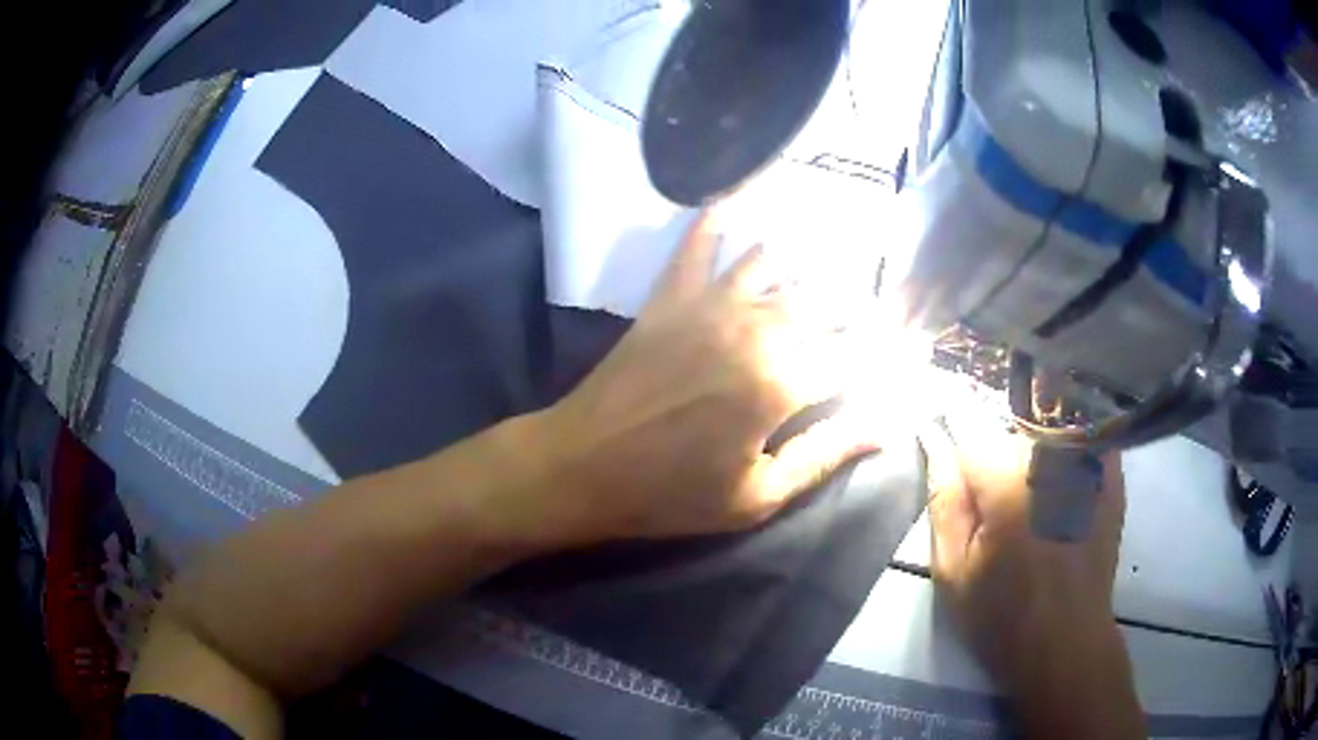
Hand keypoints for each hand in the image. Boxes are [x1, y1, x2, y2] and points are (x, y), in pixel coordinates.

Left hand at [536, 206, 881, 544]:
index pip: (858, 357)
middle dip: (857, 304)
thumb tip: (888, 429)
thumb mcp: (758, 496)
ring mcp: (709, 303)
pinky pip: (697, 244)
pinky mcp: (670, 297)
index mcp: (783, 383)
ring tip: (834, 248)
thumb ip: (826, 454)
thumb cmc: (670, 494)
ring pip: (775, 262)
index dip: (887, 353)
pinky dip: (717, 218)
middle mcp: (756, 327)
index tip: (907, 346)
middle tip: (875, 305)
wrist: (582, 466)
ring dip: (807, 256)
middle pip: (825, 301)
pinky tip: (734, 196)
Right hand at [920, 410, 1143, 737]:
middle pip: (1010, 420)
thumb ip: (944, 498)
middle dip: (991, 439)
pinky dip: (1064, 440)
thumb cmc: (1001, 616)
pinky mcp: (1110, 474)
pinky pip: (1081, 433)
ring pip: (1046, 423)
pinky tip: (1055, 473)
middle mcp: (1053, 457)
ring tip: (1022, 489)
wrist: (1066, 642)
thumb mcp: (953, 570)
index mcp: (1008, 482)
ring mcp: (1089, 462)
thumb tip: (933, 438)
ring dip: (1027, 437)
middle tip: (988, 487)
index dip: (951, 421)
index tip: (941, 428)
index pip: (970, 422)